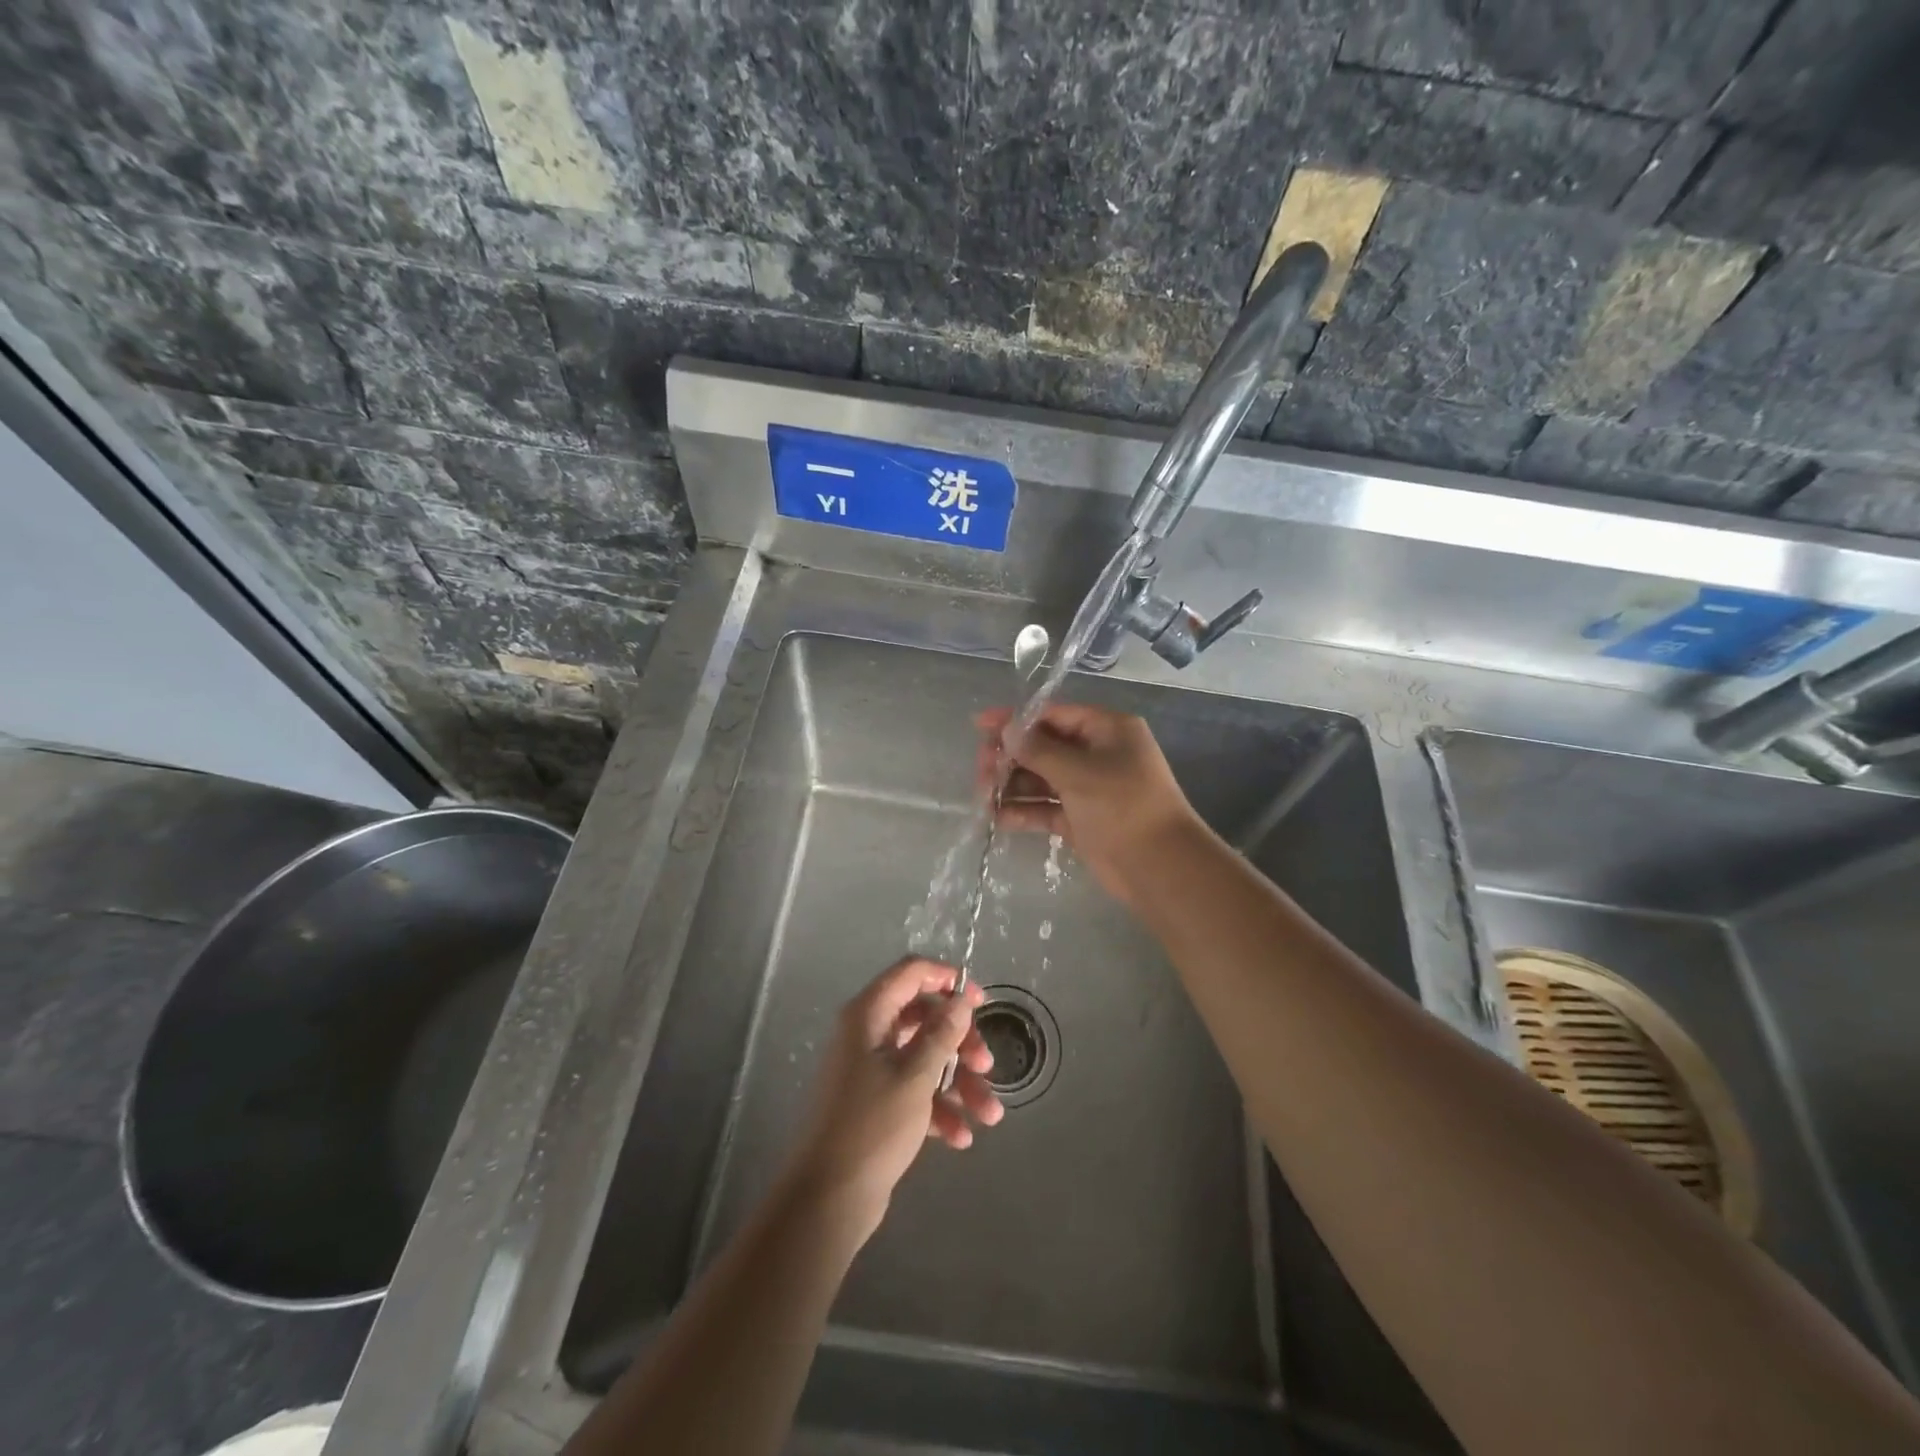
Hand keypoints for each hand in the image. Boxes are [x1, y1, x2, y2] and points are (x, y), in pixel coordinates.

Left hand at [786, 958, 1002, 1242]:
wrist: (827, 1200)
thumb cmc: (872, 1127)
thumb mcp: (915, 1076)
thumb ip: (942, 1033)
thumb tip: (961, 1000)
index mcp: (869, 1015)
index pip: (911, 973)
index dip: (948, 979)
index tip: (981, 1001)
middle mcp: (867, 1034)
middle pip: (924, 1018)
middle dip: (960, 1042)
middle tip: (987, 1065)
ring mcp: (870, 1070)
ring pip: (924, 1059)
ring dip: (959, 1083)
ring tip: (989, 1115)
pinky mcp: (875, 1103)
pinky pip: (914, 1091)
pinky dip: (938, 1108)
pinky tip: (961, 1138)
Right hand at [975, 703, 1202, 905]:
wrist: (1159, 867)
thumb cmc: (1123, 806)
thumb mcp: (1078, 772)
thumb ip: (1038, 749)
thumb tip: (1007, 730)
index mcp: (1106, 730)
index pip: (1054, 715)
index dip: (1016, 719)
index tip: (980, 725)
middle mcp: (1098, 754)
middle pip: (1044, 747)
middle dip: (1011, 756)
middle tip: (981, 769)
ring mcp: (1089, 788)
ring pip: (1042, 779)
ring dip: (1012, 785)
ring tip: (983, 797)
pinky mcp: (1081, 819)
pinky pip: (1046, 808)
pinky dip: (1024, 811)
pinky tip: (998, 818)